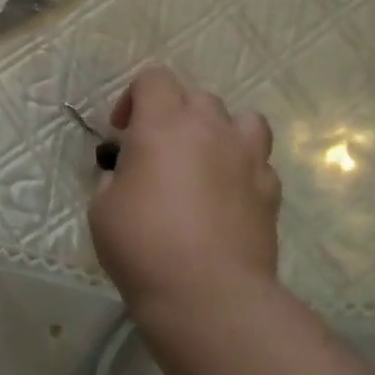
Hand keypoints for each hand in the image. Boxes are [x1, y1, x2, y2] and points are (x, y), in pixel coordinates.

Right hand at [88, 66, 281, 318]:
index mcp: (163, 125)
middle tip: (157, 150)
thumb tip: (130, 175)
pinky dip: (242, 169)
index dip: (133, 98)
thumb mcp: (103, 207)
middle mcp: (209, 129)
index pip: (153, 79)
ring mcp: (247, 158)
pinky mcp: (271, 190)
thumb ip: (116, 177)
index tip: (122, 132)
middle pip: (196, 96)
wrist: (209, 295)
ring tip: (203, 161)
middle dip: (174, 114)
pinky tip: (227, 196)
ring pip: (242, 119)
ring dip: (219, 131)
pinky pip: (258, 162)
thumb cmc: (143, 246)